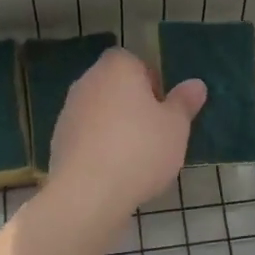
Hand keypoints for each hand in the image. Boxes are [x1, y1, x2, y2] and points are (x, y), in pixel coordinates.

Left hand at [45, 49, 205, 221]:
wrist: (88, 193)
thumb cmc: (140, 149)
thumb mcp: (176, 126)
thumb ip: (184, 103)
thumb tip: (196, 85)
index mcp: (117, 69)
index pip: (133, 61)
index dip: (150, 80)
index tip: (163, 107)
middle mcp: (87, 82)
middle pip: (114, 86)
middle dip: (132, 104)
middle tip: (155, 131)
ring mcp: (68, 112)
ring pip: (99, 112)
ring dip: (114, 126)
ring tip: (136, 156)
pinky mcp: (58, 142)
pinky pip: (86, 136)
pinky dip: (99, 146)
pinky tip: (114, 172)